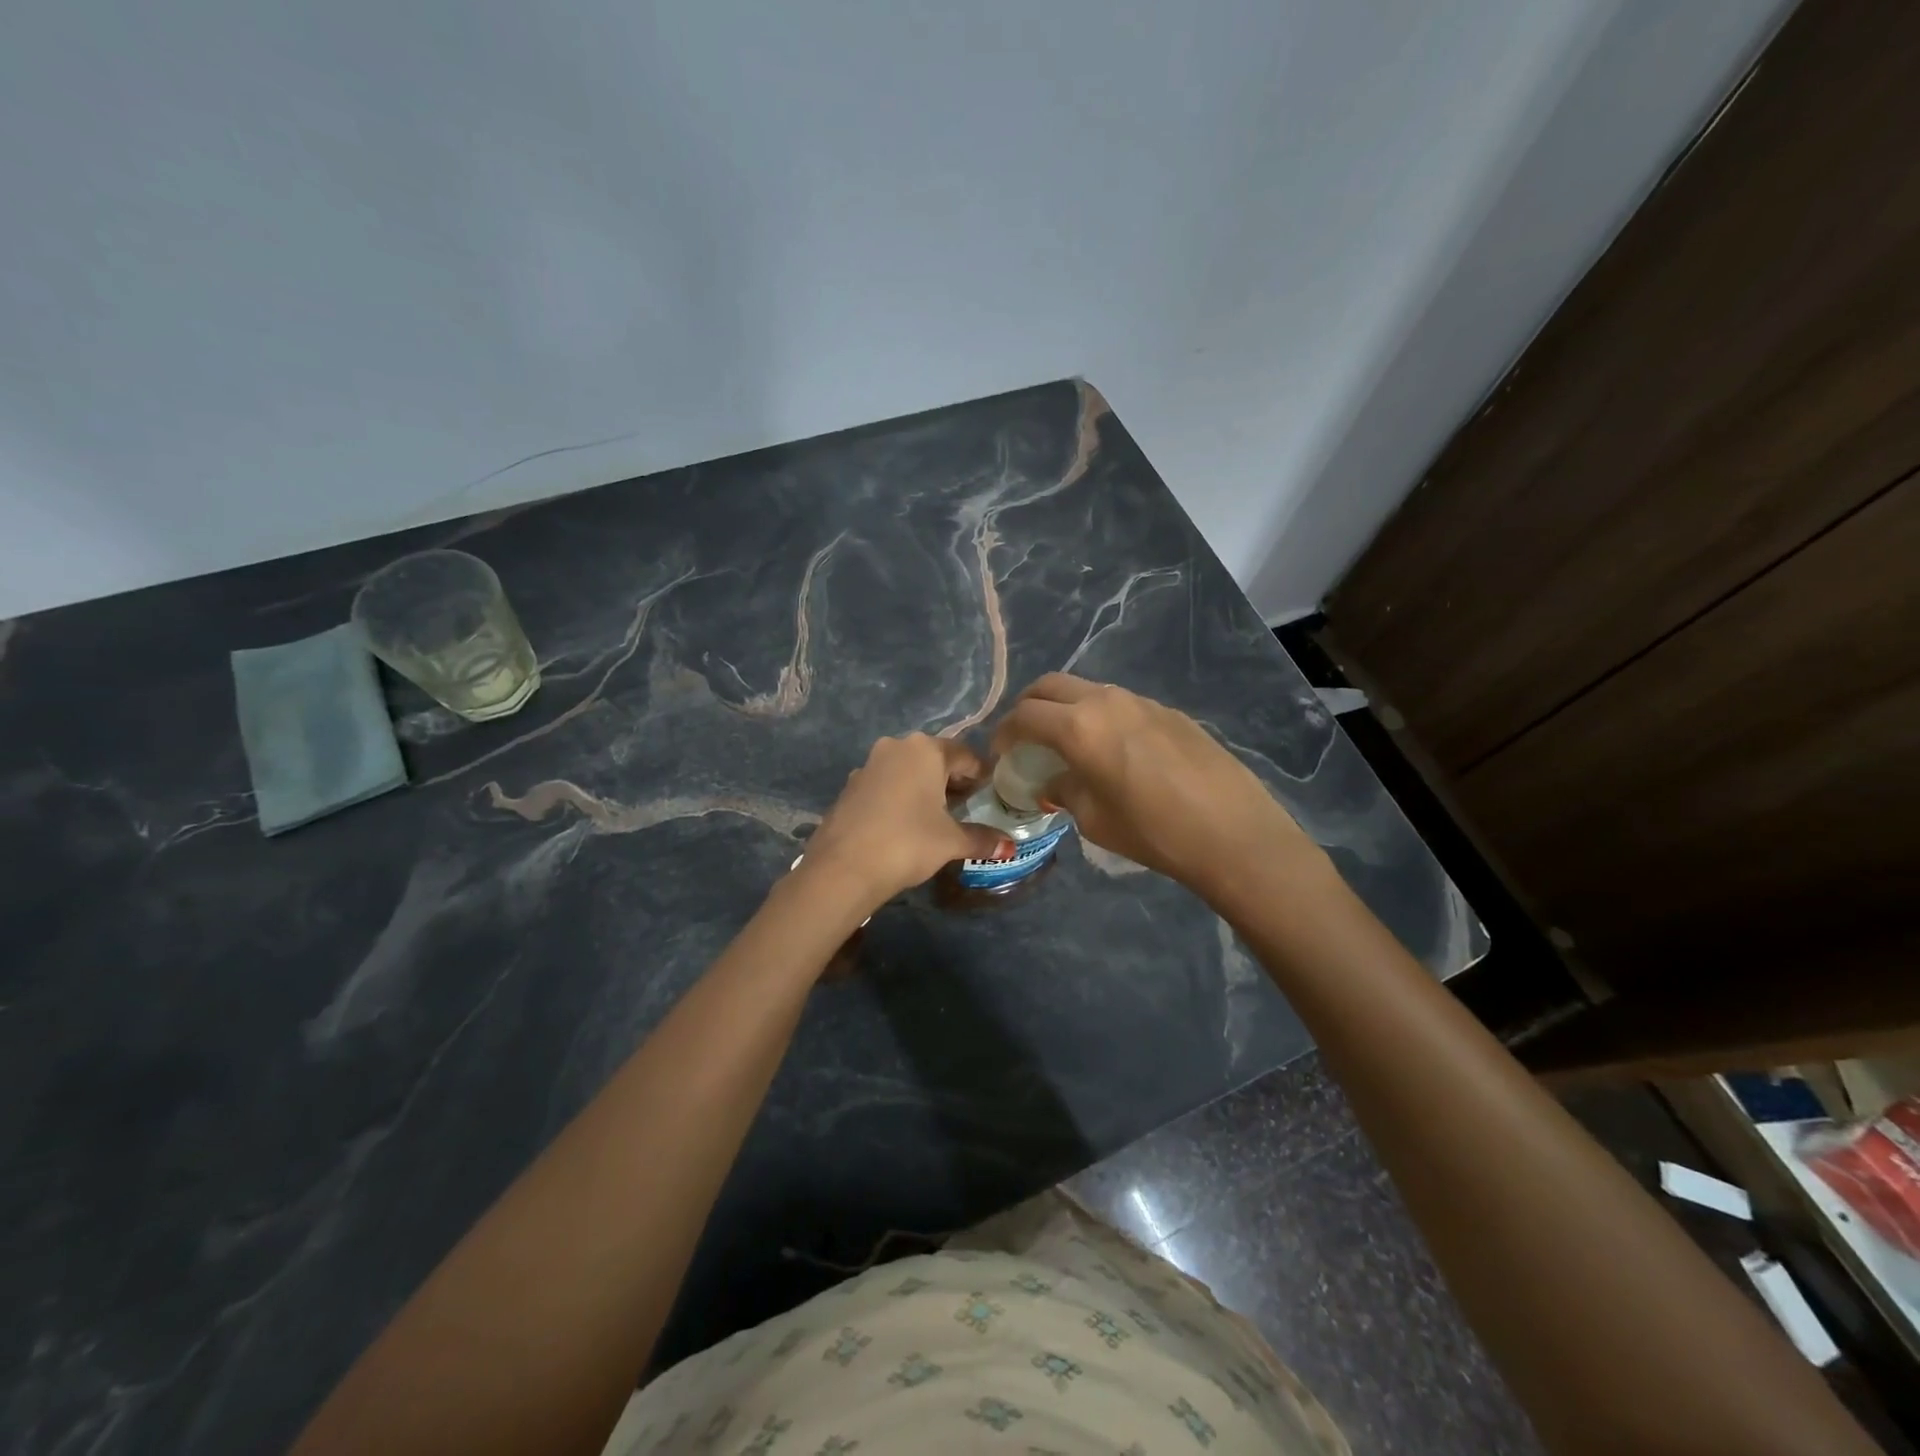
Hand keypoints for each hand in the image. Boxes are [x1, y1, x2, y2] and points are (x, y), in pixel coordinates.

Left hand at [799, 734, 1009, 911]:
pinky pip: (885, 785)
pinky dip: (899, 797)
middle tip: (967, 805)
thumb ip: (982, 839)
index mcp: (925, 750)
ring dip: (924, 787)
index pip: (965, 755)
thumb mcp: (950, 841)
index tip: (991, 793)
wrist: (843, 867)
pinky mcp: (850, 787)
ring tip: (937, 816)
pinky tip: (905, 823)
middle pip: (934, 759)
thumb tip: (1010, 847)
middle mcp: (895, 747)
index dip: (981, 774)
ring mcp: (868, 765)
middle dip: (952, 780)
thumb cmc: (907, 842)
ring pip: (906, 770)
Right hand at [990, 673, 1322, 901]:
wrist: (1232, 832)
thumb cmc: (1153, 832)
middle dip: (1028, 707)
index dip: (1004, 734)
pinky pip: (1119, 703)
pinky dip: (1099, 716)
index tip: (1001, 755)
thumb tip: (1055, 780)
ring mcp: (1141, 700)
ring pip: (1087, 689)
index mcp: (1079, 727)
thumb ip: (1064, 789)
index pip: (1024, 716)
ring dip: (1065, 708)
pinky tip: (1113, 750)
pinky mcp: (1169, 711)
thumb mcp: (1093, 819)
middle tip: (1025, 739)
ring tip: (1067, 743)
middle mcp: (1106, 700)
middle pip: (1049, 686)